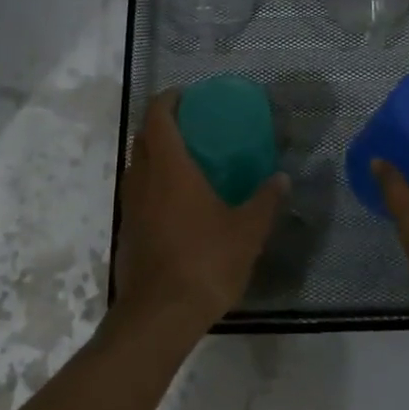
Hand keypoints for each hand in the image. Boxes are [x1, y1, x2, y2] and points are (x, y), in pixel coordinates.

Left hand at [113, 90, 285, 337]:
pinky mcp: (127, 229)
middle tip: (190, 126)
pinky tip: (175, 203)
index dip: (168, 100)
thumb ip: (265, 201)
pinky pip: (137, 192)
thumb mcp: (247, 232)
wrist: (159, 314)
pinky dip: (152, 183)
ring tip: (185, 162)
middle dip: (162, 124)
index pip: (159, 118)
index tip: (185, 95)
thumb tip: (281, 179)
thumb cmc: (205, 262)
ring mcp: (130, 205)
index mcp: (170, 168)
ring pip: (137, 165)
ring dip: (154, 155)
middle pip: (143, 137)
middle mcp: (143, 179)